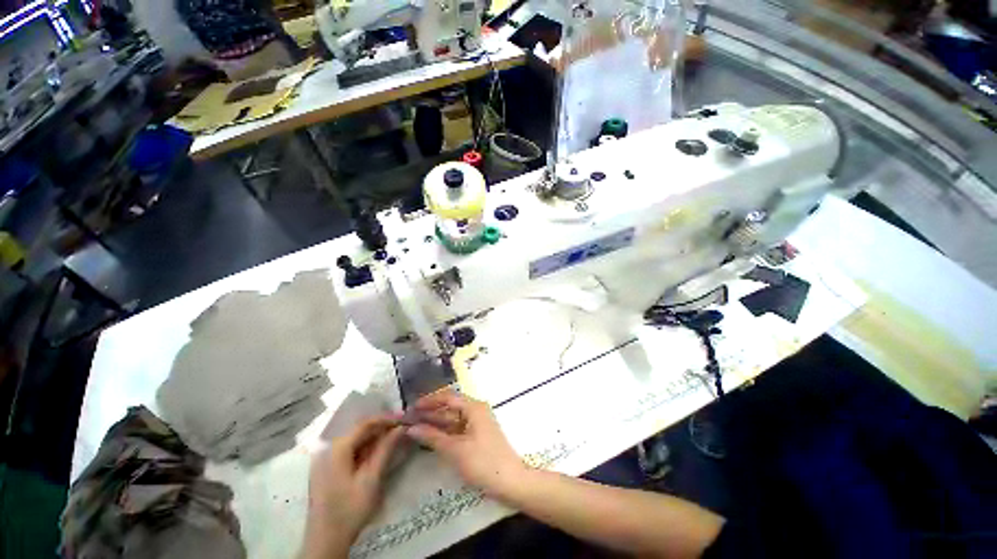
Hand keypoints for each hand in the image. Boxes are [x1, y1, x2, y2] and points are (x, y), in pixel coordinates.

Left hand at [304, 417, 403, 557]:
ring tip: (396, 438)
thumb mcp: (371, 479)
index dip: (386, 418)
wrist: (326, 541)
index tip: (405, 418)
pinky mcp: (329, 469)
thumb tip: (401, 427)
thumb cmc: (350, 509)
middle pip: (360, 430)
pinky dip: (367, 448)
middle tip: (403, 428)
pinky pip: (351, 450)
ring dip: (376, 437)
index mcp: (337, 448)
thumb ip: (385, 449)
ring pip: (356, 440)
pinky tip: (380, 451)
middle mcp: (330, 448)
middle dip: (382, 427)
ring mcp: (327, 459)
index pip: (365, 423)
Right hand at [405, 390, 526, 499]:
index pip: (448, 397)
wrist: (510, 482)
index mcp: (474, 407)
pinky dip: (444, 432)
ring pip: (453, 419)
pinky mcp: (478, 436)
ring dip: (436, 423)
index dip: (429, 401)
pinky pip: (458, 428)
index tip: (412, 407)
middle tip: (409, 419)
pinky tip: (430, 437)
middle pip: (450, 407)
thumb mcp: (456, 450)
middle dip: (430, 412)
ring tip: (414, 427)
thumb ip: (433, 437)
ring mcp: (478, 423)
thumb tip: (412, 428)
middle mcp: (476, 411)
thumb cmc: (483, 463)